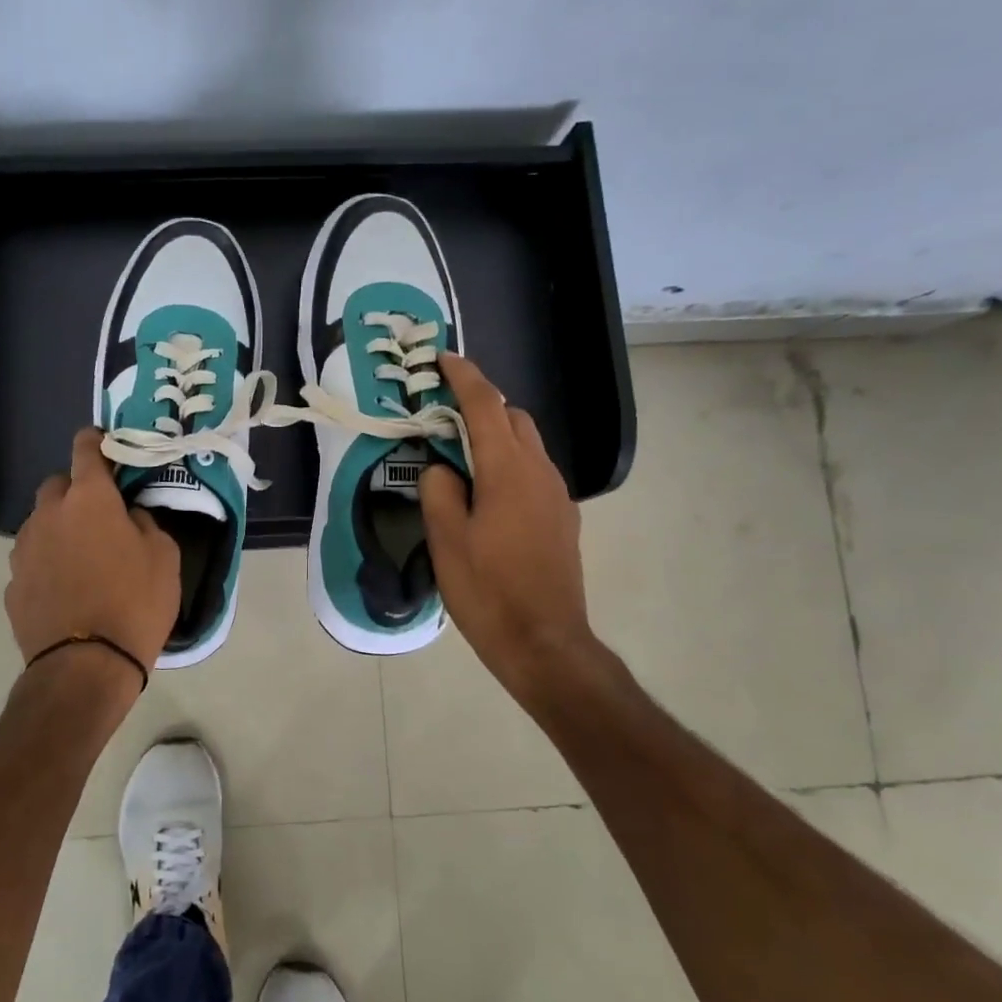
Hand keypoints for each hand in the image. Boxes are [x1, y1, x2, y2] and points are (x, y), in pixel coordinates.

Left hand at [6, 428, 181, 682]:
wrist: (85, 666)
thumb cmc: (135, 603)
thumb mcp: (164, 557)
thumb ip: (146, 523)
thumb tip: (130, 516)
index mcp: (89, 499)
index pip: (86, 450)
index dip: (95, 441)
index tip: (103, 443)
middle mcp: (49, 514)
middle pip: (57, 486)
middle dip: (76, 491)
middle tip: (100, 514)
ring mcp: (24, 550)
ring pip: (40, 523)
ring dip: (58, 528)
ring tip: (82, 557)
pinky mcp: (12, 584)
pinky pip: (32, 560)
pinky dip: (47, 563)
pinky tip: (65, 589)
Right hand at [419, 354, 604, 705]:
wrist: (545, 643)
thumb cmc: (488, 590)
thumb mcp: (446, 539)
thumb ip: (439, 490)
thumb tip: (442, 467)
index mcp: (508, 470)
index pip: (485, 406)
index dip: (464, 377)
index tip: (443, 358)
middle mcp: (540, 472)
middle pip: (513, 418)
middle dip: (481, 405)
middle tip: (443, 416)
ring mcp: (557, 496)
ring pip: (527, 445)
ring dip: (496, 436)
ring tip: (460, 456)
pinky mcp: (563, 519)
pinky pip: (534, 473)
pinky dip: (509, 463)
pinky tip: (487, 495)